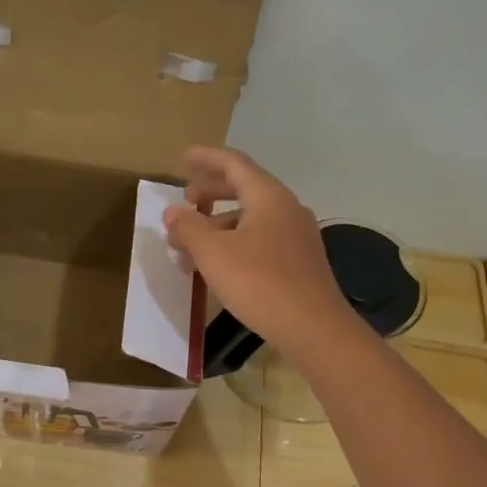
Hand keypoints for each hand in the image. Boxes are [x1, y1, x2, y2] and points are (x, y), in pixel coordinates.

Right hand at [162, 147, 358, 360]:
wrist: (314, 329)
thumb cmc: (260, 282)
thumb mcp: (213, 253)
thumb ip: (189, 227)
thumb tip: (173, 211)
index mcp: (268, 197)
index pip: (234, 163)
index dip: (206, 158)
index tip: (182, 157)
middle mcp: (286, 208)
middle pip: (243, 189)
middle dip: (209, 194)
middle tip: (184, 203)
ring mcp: (296, 236)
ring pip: (249, 219)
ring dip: (216, 226)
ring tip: (187, 248)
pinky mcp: (298, 262)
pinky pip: (259, 240)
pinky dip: (232, 244)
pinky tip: (214, 268)